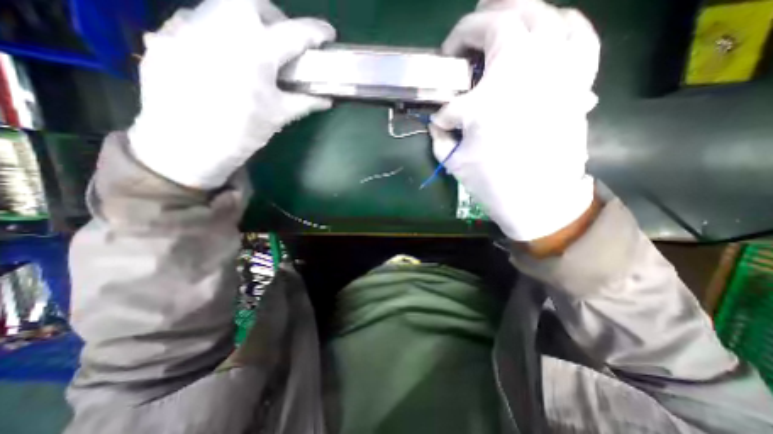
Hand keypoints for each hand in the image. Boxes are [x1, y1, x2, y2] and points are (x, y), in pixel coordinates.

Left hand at [128, 0, 335, 188]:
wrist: (185, 145)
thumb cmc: (241, 133)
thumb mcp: (278, 117)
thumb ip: (304, 102)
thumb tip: (327, 100)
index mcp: (257, 51)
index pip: (295, 34)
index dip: (316, 32)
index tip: (328, 34)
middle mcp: (221, 26)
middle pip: (252, 1)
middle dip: (272, 15)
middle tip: (280, 39)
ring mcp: (188, 26)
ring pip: (221, 8)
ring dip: (244, 23)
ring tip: (251, 53)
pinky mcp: (165, 35)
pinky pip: (196, 23)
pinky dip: (217, 35)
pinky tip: (221, 61)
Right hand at [432, 0, 600, 240]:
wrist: (537, 199)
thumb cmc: (492, 182)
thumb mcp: (454, 159)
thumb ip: (440, 134)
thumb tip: (437, 120)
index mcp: (492, 94)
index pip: (461, 76)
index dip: (448, 73)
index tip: (443, 77)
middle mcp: (529, 70)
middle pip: (509, 17)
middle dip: (482, 18)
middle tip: (469, 31)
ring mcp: (559, 71)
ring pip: (546, 16)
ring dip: (521, 10)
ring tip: (504, 17)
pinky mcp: (578, 83)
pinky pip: (579, 37)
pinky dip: (564, 24)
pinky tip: (551, 26)